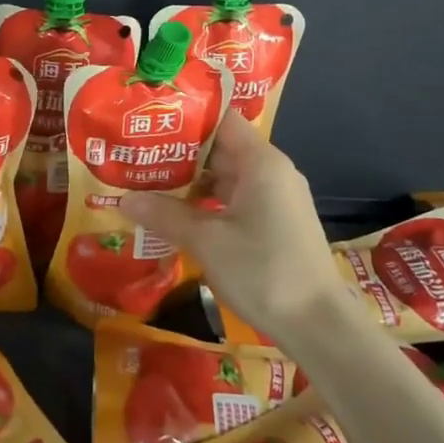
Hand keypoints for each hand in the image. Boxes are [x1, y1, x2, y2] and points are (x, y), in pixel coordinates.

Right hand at [121, 113, 348, 348]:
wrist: (318, 325)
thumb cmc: (263, 271)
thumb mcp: (206, 241)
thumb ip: (165, 215)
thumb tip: (125, 198)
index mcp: (261, 162)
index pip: (220, 120)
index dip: (185, 117)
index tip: (149, 119)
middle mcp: (271, 172)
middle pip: (220, 148)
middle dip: (178, 153)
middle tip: (136, 154)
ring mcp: (275, 199)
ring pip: (226, 177)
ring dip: (190, 182)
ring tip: (147, 182)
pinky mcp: (275, 223)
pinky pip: (234, 200)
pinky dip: (207, 204)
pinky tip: (177, 215)